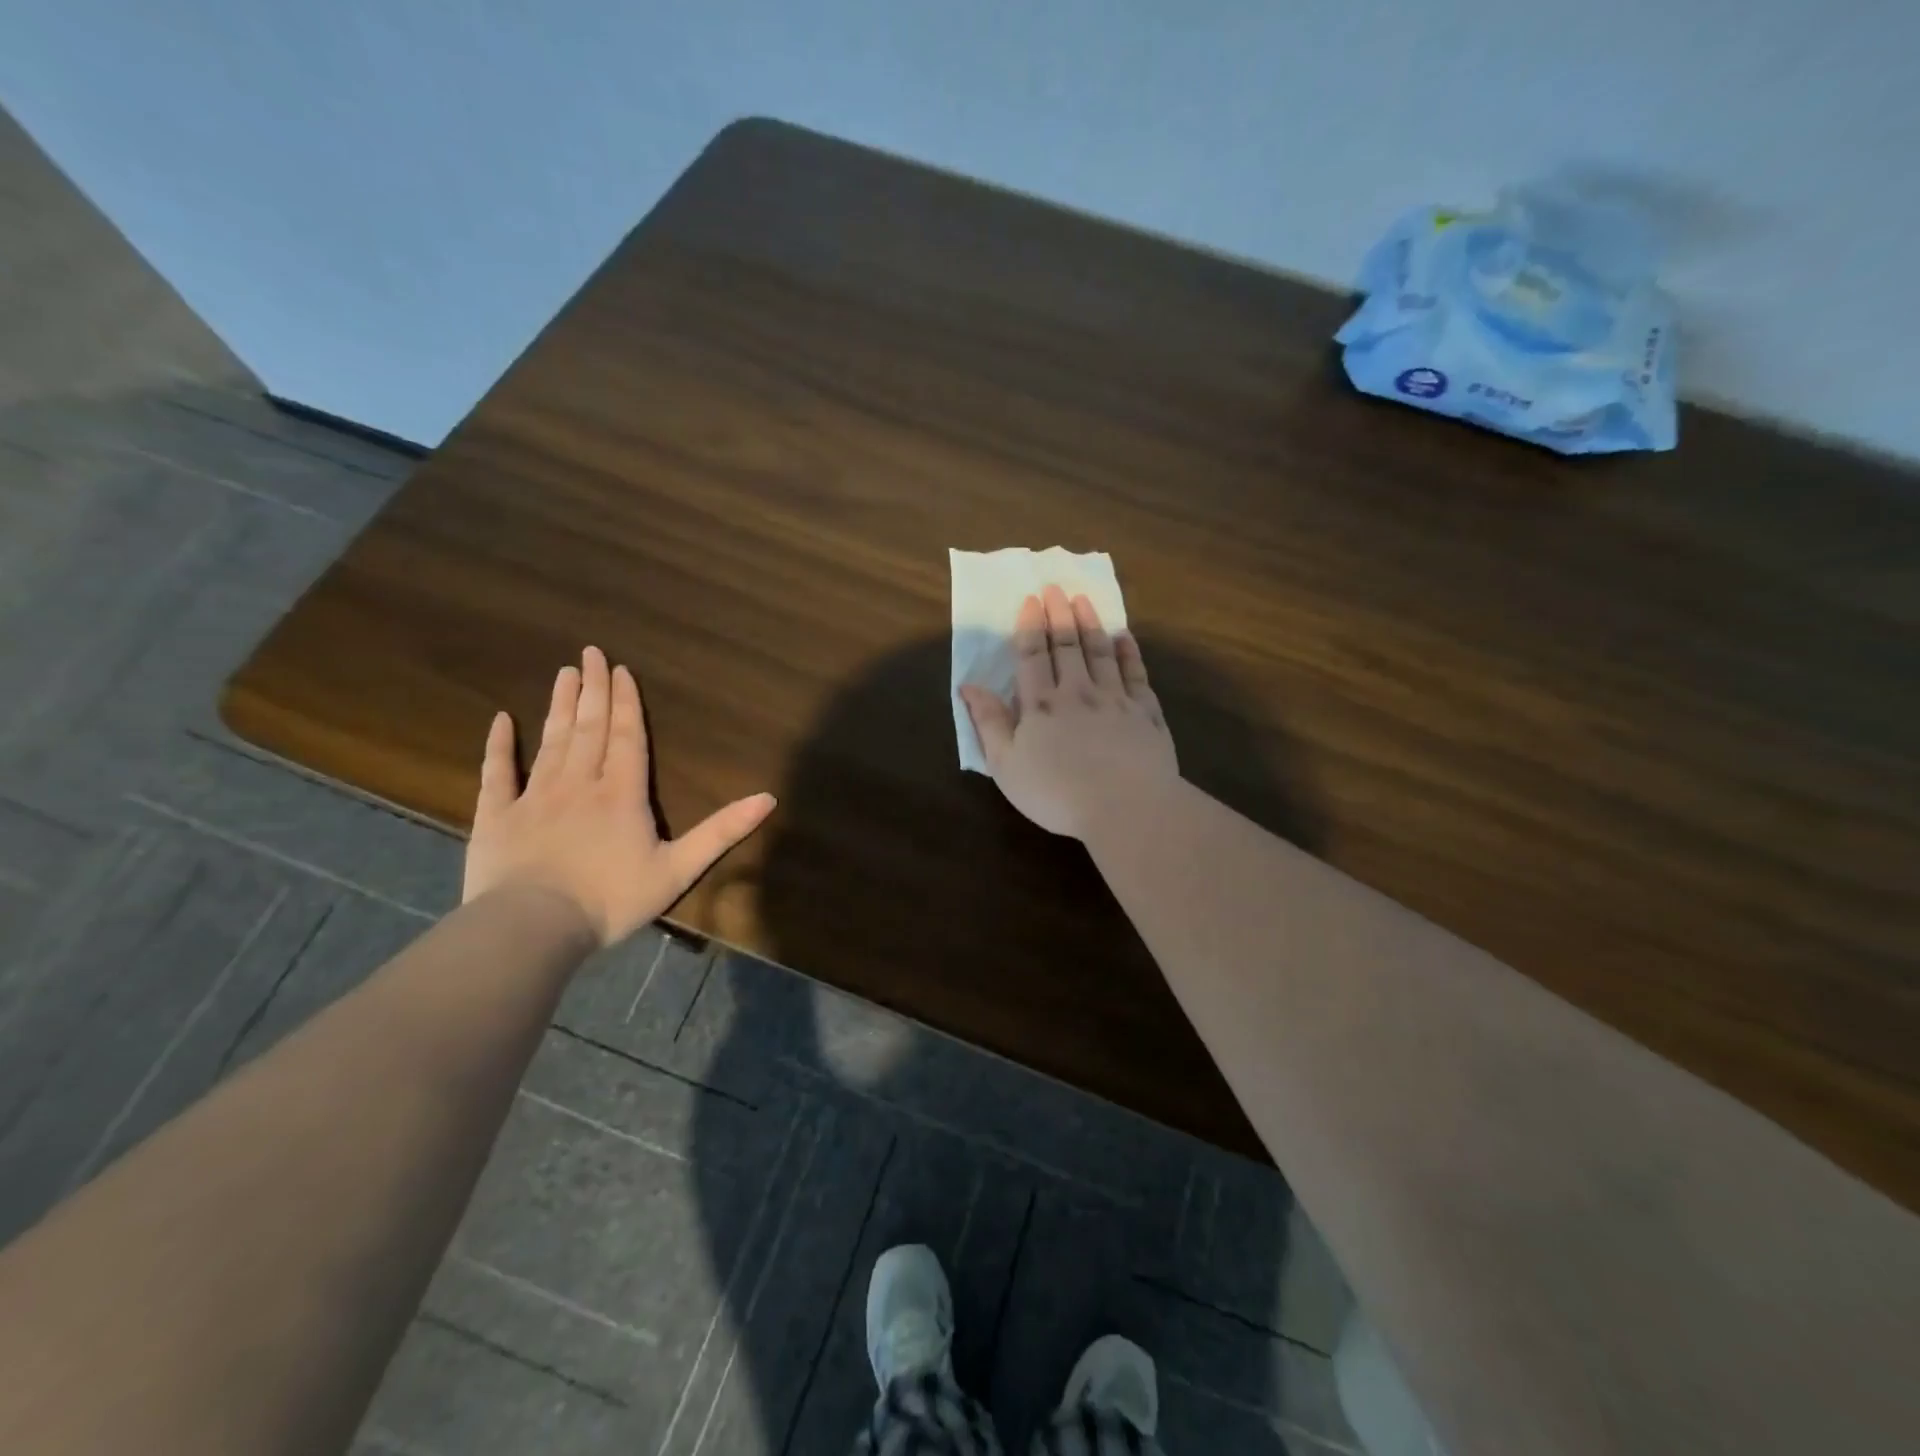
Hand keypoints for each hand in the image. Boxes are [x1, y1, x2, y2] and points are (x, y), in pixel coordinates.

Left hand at [462, 646, 776, 947]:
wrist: (533, 928)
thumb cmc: (611, 899)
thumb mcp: (678, 869)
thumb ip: (722, 832)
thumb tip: (768, 798)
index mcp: (621, 793)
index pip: (627, 737)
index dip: (626, 702)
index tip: (621, 669)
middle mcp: (579, 783)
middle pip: (589, 728)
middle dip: (593, 689)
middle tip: (590, 653)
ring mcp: (534, 796)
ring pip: (550, 740)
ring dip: (559, 706)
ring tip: (564, 674)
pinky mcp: (496, 816)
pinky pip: (497, 773)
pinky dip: (498, 745)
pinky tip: (500, 719)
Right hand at [959, 584, 1178, 838]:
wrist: (1126, 807)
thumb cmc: (1057, 792)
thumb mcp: (1006, 765)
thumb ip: (989, 723)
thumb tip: (968, 686)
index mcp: (1041, 704)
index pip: (1033, 656)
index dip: (1030, 626)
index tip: (1030, 599)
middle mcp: (1078, 692)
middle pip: (1067, 645)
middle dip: (1059, 614)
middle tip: (1056, 587)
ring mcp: (1116, 699)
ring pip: (1101, 652)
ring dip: (1091, 624)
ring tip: (1084, 600)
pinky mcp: (1146, 713)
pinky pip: (1136, 674)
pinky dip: (1129, 653)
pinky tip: (1126, 638)